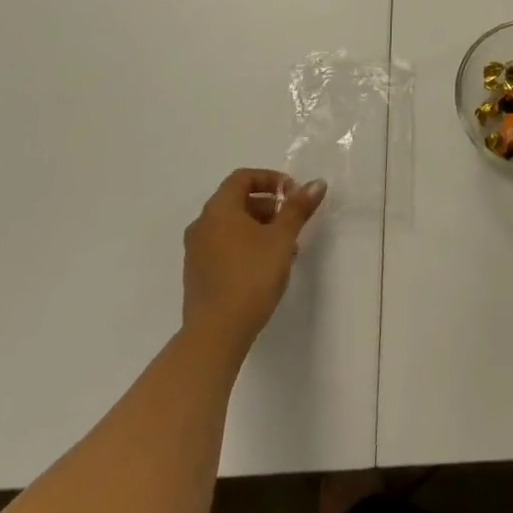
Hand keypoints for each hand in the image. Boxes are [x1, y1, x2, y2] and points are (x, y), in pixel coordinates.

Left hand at [181, 169, 325, 354]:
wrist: (215, 334)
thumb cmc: (251, 276)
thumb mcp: (282, 238)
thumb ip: (298, 208)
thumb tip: (316, 184)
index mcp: (219, 209)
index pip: (242, 177)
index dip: (270, 179)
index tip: (292, 195)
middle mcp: (202, 225)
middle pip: (237, 201)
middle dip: (267, 206)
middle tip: (291, 222)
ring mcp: (195, 252)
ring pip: (231, 226)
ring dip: (258, 228)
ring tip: (283, 248)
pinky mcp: (197, 275)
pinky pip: (223, 247)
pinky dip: (244, 246)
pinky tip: (264, 267)